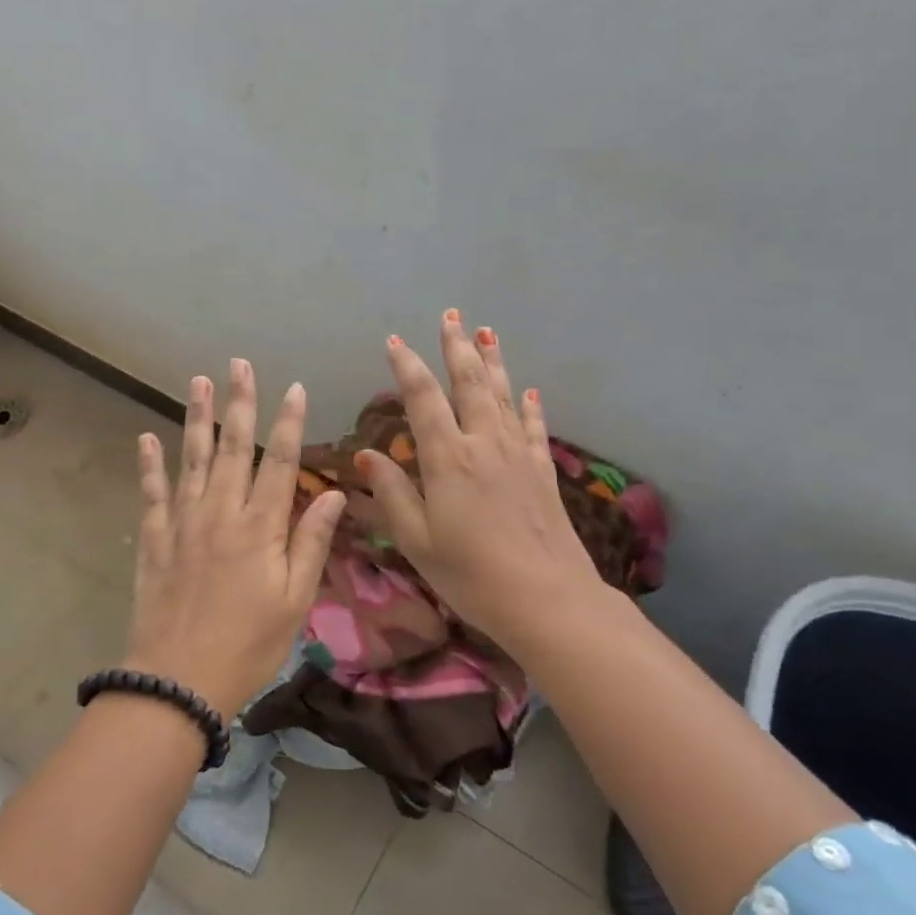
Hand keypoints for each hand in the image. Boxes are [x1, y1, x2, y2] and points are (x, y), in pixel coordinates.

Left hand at [125, 359, 345, 720]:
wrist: (180, 679)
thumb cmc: (249, 644)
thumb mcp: (295, 600)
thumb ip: (311, 542)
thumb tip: (336, 493)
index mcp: (260, 527)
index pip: (279, 462)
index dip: (289, 423)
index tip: (294, 388)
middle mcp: (220, 513)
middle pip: (232, 447)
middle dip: (240, 403)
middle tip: (238, 364)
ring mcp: (183, 523)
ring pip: (191, 458)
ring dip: (196, 417)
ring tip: (198, 382)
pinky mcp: (155, 540)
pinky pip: (152, 493)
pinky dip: (149, 465)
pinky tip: (146, 438)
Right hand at [358, 311, 606, 649]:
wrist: (546, 598)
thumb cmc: (470, 574)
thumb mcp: (416, 540)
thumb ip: (393, 493)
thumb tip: (369, 455)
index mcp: (448, 458)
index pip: (423, 398)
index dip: (407, 366)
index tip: (394, 341)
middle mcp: (484, 444)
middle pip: (469, 383)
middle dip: (457, 347)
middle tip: (451, 316)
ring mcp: (518, 455)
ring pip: (503, 396)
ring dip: (492, 362)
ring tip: (487, 332)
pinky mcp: (542, 472)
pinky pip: (534, 427)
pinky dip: (529, 405)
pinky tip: (529, 390)